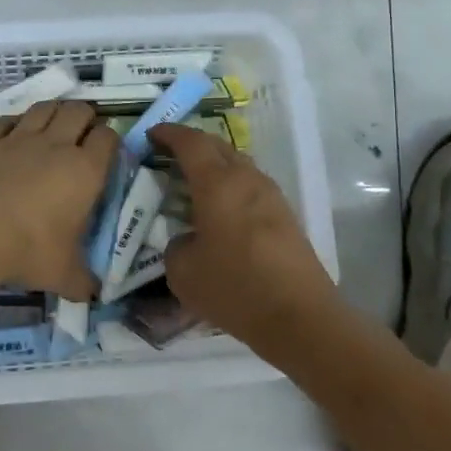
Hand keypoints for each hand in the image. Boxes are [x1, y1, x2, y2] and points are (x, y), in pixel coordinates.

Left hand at [0, 101, 117, 300]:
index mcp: (84, 171)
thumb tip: (95, 295)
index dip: (111, 140)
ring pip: (44, 107)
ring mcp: (18, 139)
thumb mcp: (63, 275)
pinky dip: (16, 122)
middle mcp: (55, 145)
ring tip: (54, 125)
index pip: (108, 138)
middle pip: (79, 110)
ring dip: (55, 111)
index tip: (106, 154)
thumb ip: (84, 282)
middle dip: (86, 117)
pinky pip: (7, 120)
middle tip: (83, 135)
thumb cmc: (25, 251)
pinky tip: (15, 133)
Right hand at [150, 123, 341, 345]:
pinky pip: (251, 187)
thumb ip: (175, 246)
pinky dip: (230, 187)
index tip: (151, 135)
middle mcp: (246, 179)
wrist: (299, 317)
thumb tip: (187, 240)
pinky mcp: (286, 216)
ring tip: (193, 183)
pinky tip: (219, 210)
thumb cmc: (234, 288)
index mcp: (217, 183)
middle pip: (217, 146)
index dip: (168, 134)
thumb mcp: (182, 272)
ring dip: (214, 166)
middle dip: (191, 145)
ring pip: (238, 165)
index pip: (190, 143)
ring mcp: (271, 196)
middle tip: (168, 155)